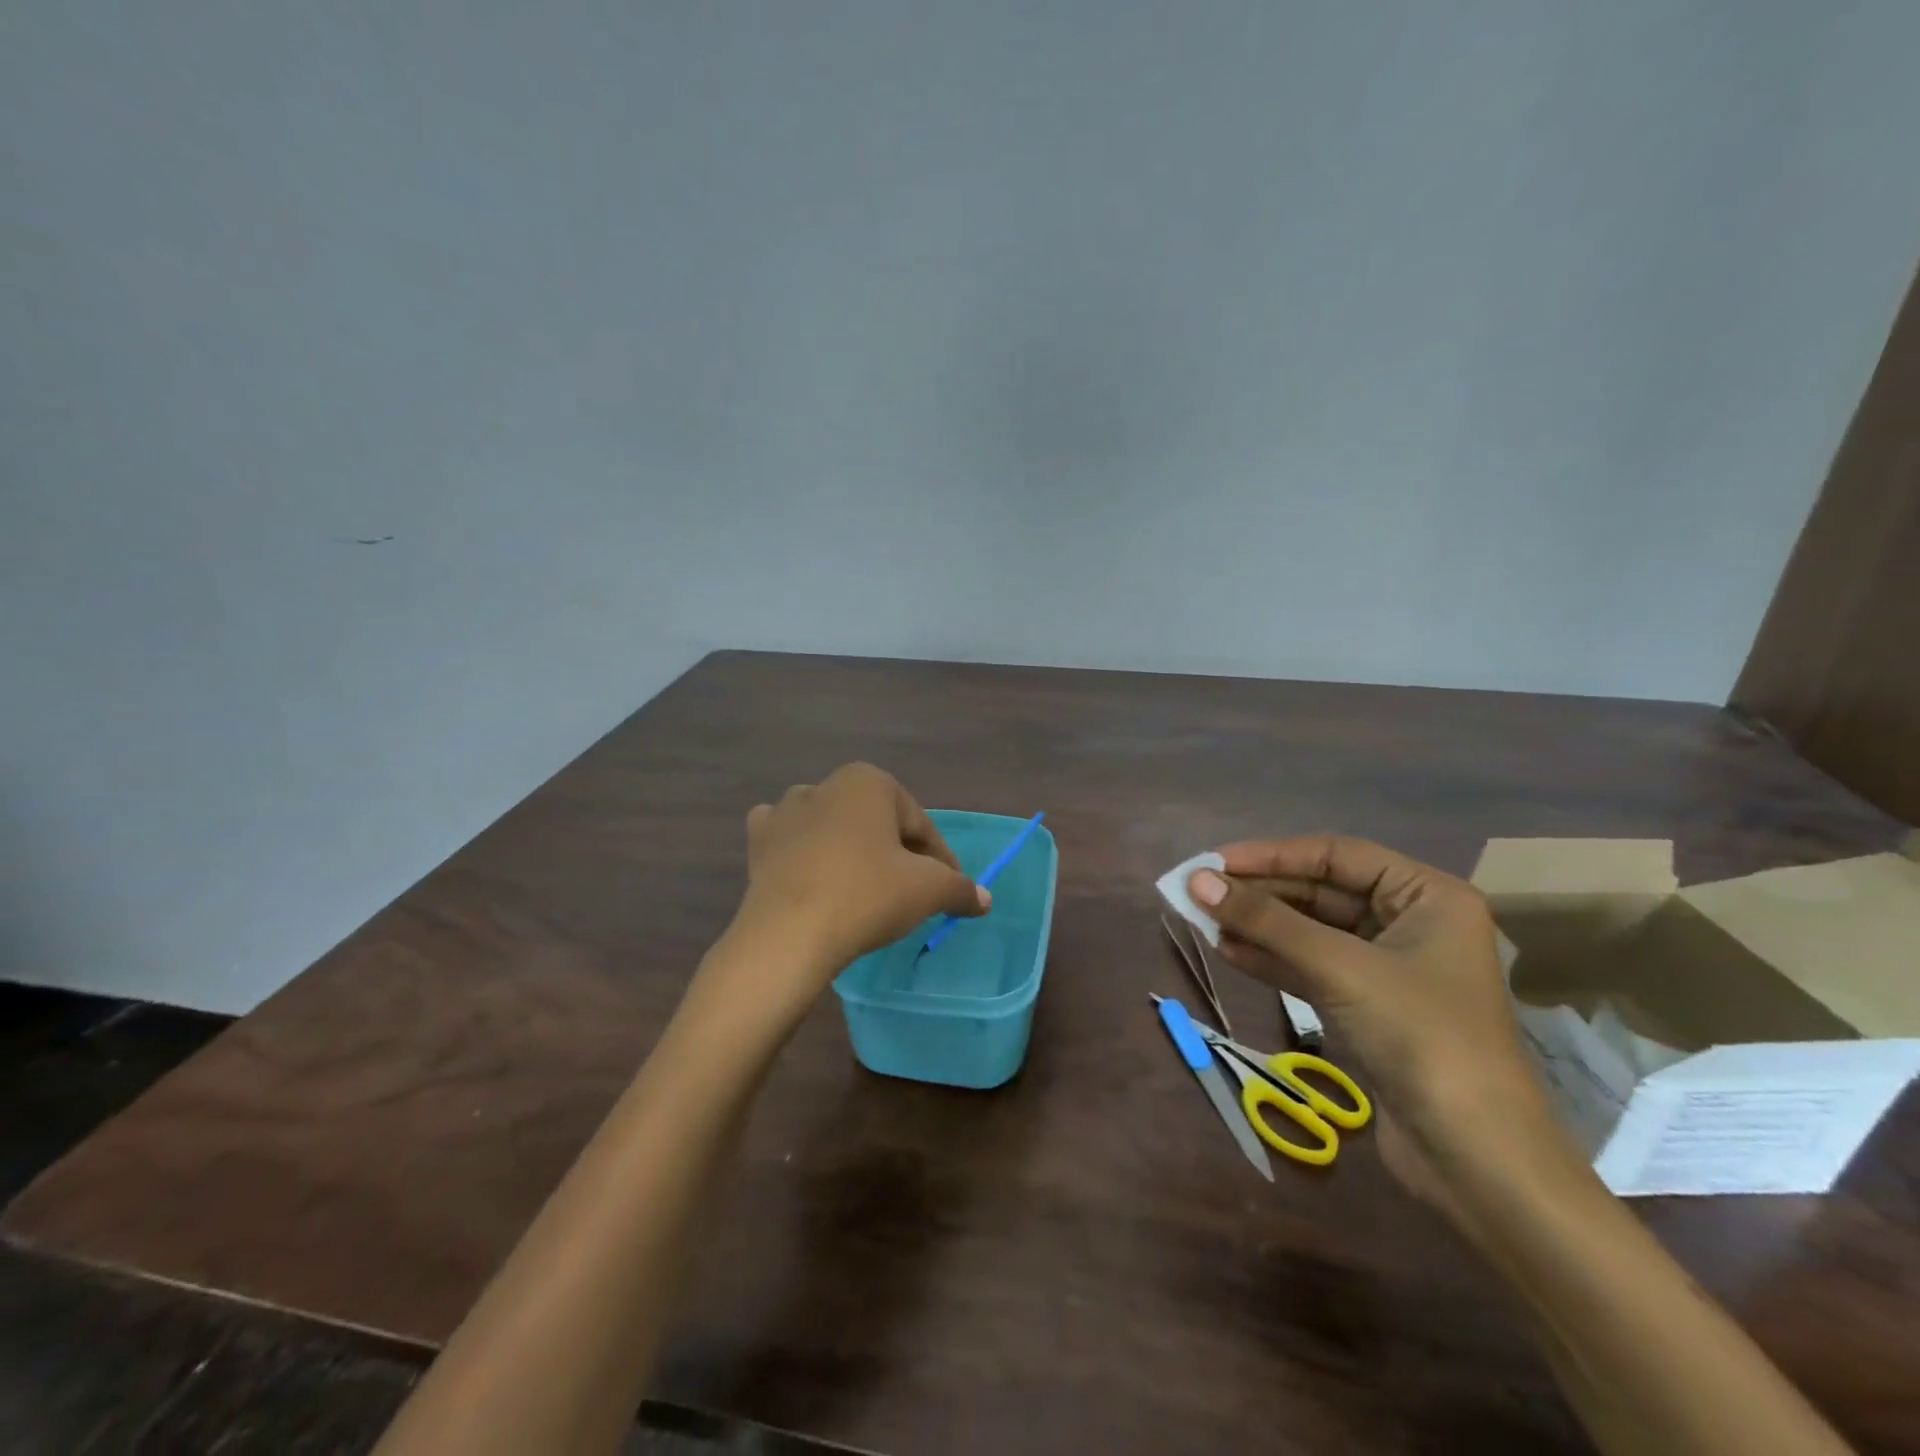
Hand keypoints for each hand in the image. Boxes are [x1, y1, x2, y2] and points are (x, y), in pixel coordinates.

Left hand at [720, 764, 987, 1010]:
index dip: (941, 860)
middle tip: (911, 893)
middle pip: (877, 824)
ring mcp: (785, 811)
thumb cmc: (866, 896)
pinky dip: (804, 853)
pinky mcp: (758, 843)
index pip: (919, 824)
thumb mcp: (928, 891)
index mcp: (869, 781)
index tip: (949, 890)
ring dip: (851, 851)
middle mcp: (825, 784)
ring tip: (864, 890)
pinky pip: (791, 842)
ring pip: (834, 828)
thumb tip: (984, 899)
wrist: (787, 935)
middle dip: (896, 854)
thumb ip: (960, 888)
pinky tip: (812, 876)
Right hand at [1189, 836, 1577, 1221]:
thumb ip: (1266, 921)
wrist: (1477, 1163)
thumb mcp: (1340, 968)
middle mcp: (1410, 922)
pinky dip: (1271, 958)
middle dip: (1261, 892)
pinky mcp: (1367, 1007)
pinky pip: (1310, 967)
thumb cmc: (1423, 1039)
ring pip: (1310, 930)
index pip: (1336, 855)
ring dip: (1259, 925)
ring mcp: (1387, 968)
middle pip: (1321, 891)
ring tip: (1203, 918)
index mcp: (1427, 896)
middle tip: (1199, 891)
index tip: (1214, 862)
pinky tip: (1228, 950)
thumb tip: (1197, 881)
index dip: (1272, 854)